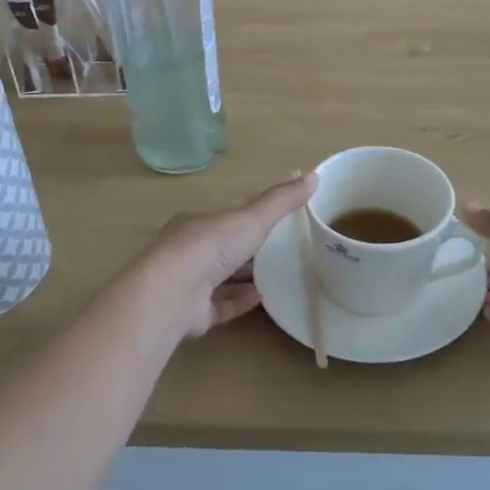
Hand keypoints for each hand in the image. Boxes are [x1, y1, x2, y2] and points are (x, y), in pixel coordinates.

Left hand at [143, 173, 316, 337]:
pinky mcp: (191, 314)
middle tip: (279, 255)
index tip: (271, 226)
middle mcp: (187, 253)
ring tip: (276, 279)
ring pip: (218, 281)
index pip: (223, 221)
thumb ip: (281, 201)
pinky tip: (261, 300)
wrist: (175, 291)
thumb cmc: (211, 246)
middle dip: (246, 253)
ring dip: (243, 279)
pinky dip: (239, 302)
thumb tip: (314, 175)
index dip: (245, 222)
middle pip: (220, 251)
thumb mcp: (253, 218)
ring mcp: (186, 285)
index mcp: (196, 225)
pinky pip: (218, 307)